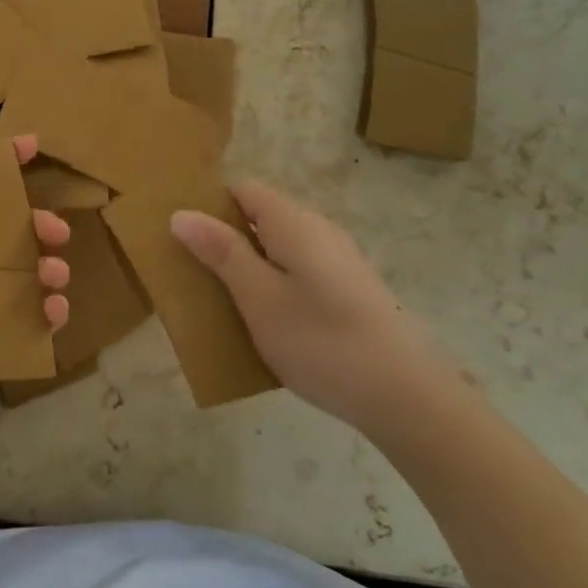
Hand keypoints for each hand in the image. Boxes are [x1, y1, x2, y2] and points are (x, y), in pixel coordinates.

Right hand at [170, 180, 457, 431]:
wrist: (406, 397)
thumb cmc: (321, 341)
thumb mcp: (258, 297)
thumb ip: (221, 252)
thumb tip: (181, 213)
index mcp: (294, 223)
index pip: (242, 190)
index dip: (209, 206)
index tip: (181, 237)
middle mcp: (319, 231)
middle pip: (260, 218)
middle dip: (224, 240)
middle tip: (193, 274)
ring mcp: (338, 261)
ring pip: (278, 248)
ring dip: (247, 266)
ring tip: (222, 301)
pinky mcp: (349, 290)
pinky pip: (298, 272)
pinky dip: (273, 285)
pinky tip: (265, 322)